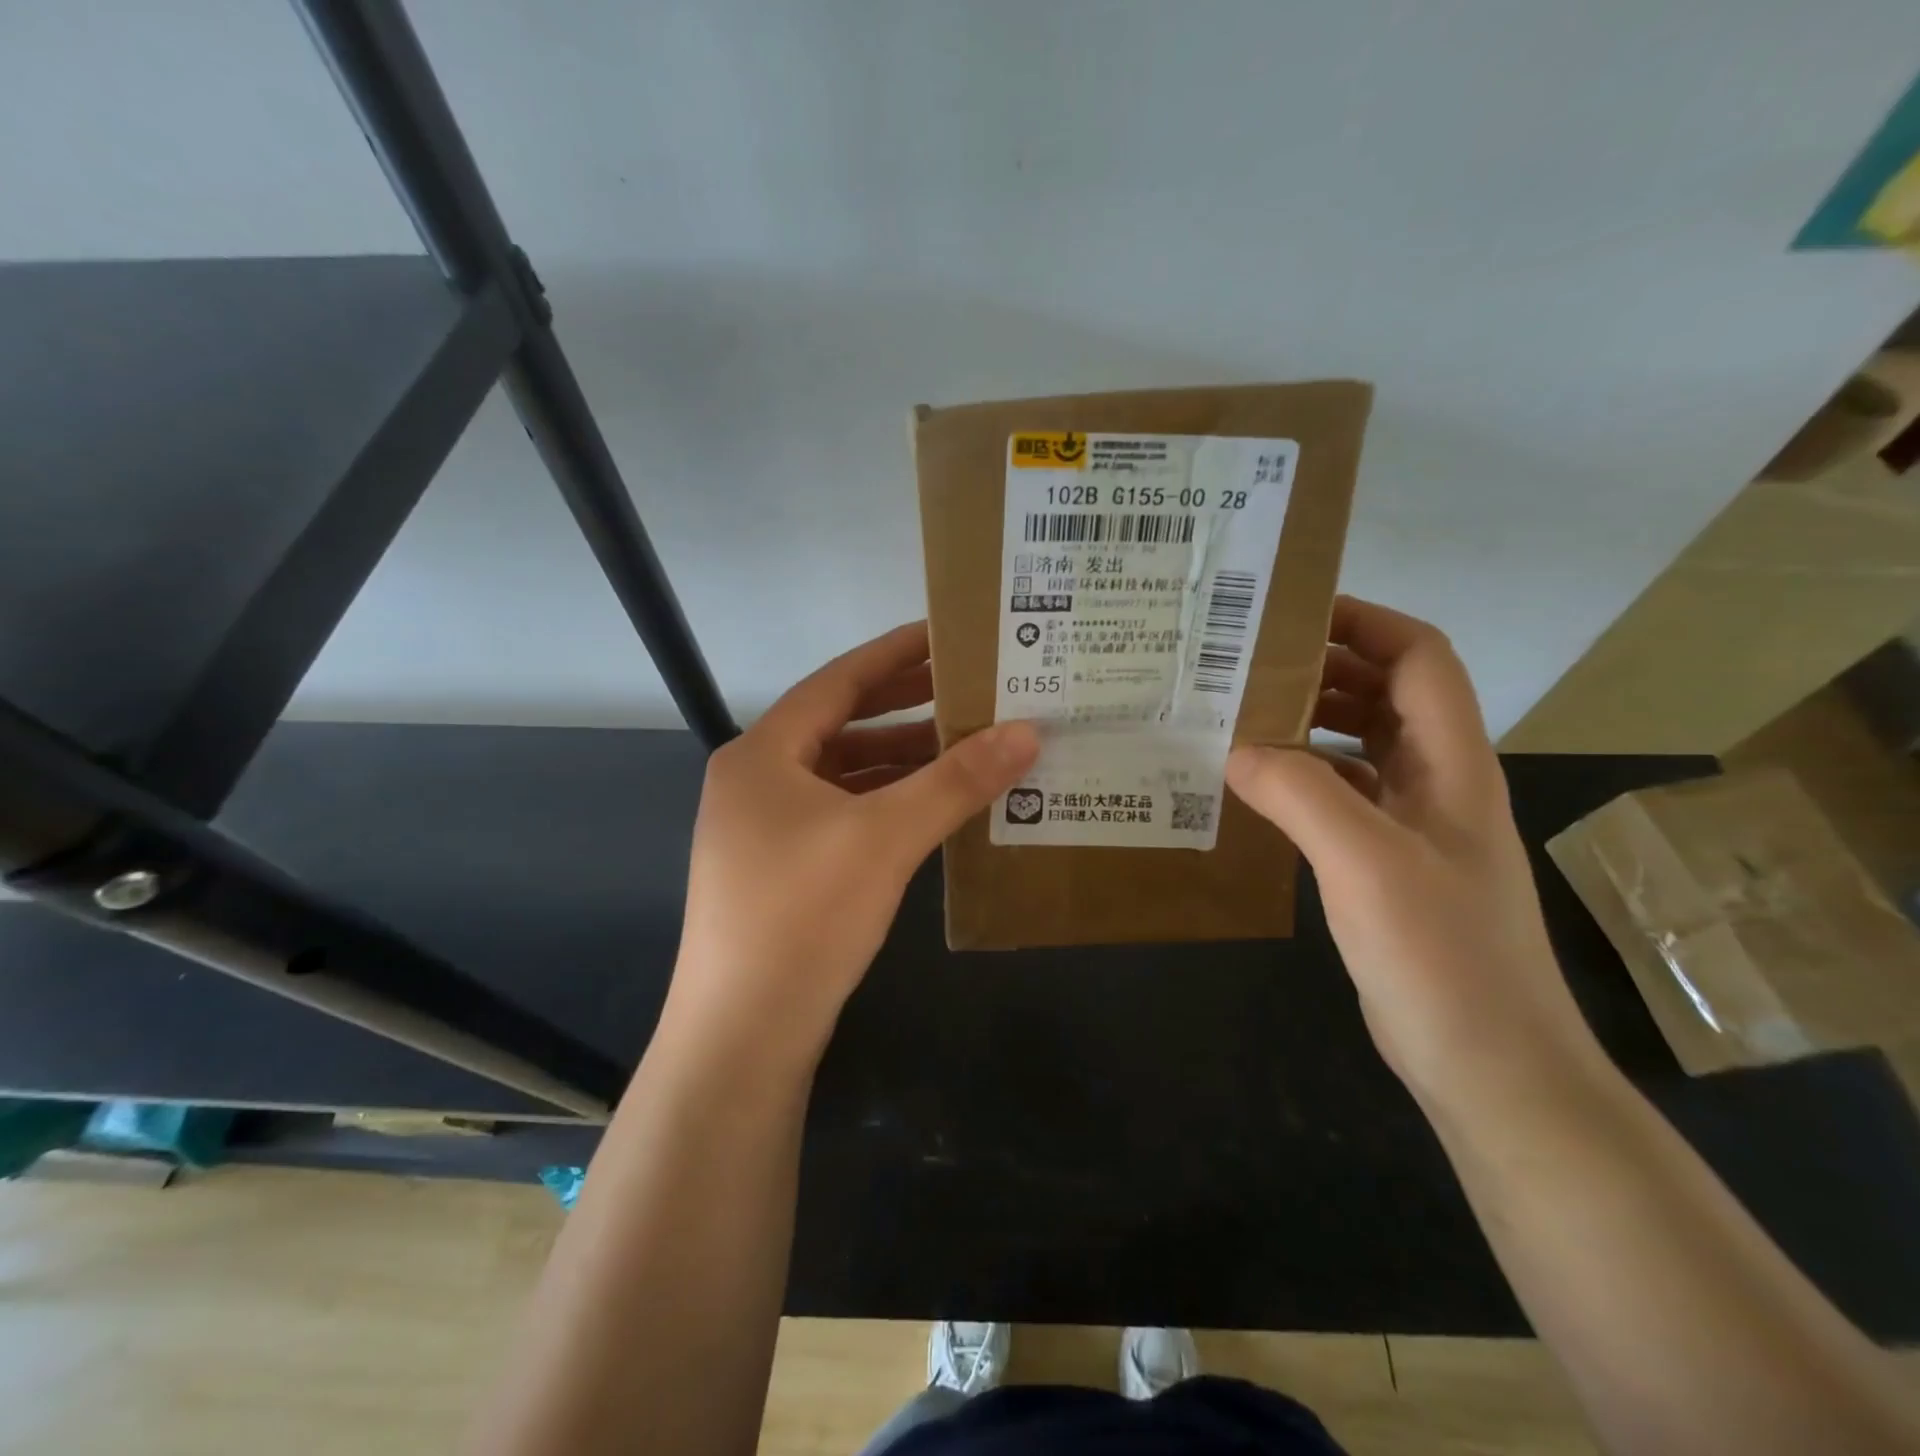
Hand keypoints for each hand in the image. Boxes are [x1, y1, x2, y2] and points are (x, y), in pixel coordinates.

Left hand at [662, 622, 1038, 1074]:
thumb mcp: (885, 838)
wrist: (742, 1036)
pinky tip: (928, 809)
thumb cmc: (804, 916)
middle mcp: (756, 781)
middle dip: (904, 707)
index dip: (894, 654)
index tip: (946, 634)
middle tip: (967, 688)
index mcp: (763, 753)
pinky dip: (883, 803)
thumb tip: (1026, 731)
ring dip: (898, 760)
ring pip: (842, 774)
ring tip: (962, 746)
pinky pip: (841, 814)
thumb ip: (956, 781)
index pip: (838, 682)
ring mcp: (764, 829)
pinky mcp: (780, 870)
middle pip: (840, 725)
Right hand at [1225, 596, 1606, 1112]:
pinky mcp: (1388, 864)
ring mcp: (1414, 826)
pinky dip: (1302, 776)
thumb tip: (1234, 748)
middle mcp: (1438, 782)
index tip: (1293, 613)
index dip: (1365, 623)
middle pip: (1387, 694)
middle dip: (1324, 666)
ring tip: (1240, 714)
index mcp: (1452, 763)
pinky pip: (1342, 795)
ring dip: (1310, 721)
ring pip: (1362, 745)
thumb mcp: (1365, 862)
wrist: (1489, 1064)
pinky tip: (1256, 786)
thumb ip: (1299, 793)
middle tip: (1247, 662)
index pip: (1420, 659)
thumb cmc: (1441, 953)